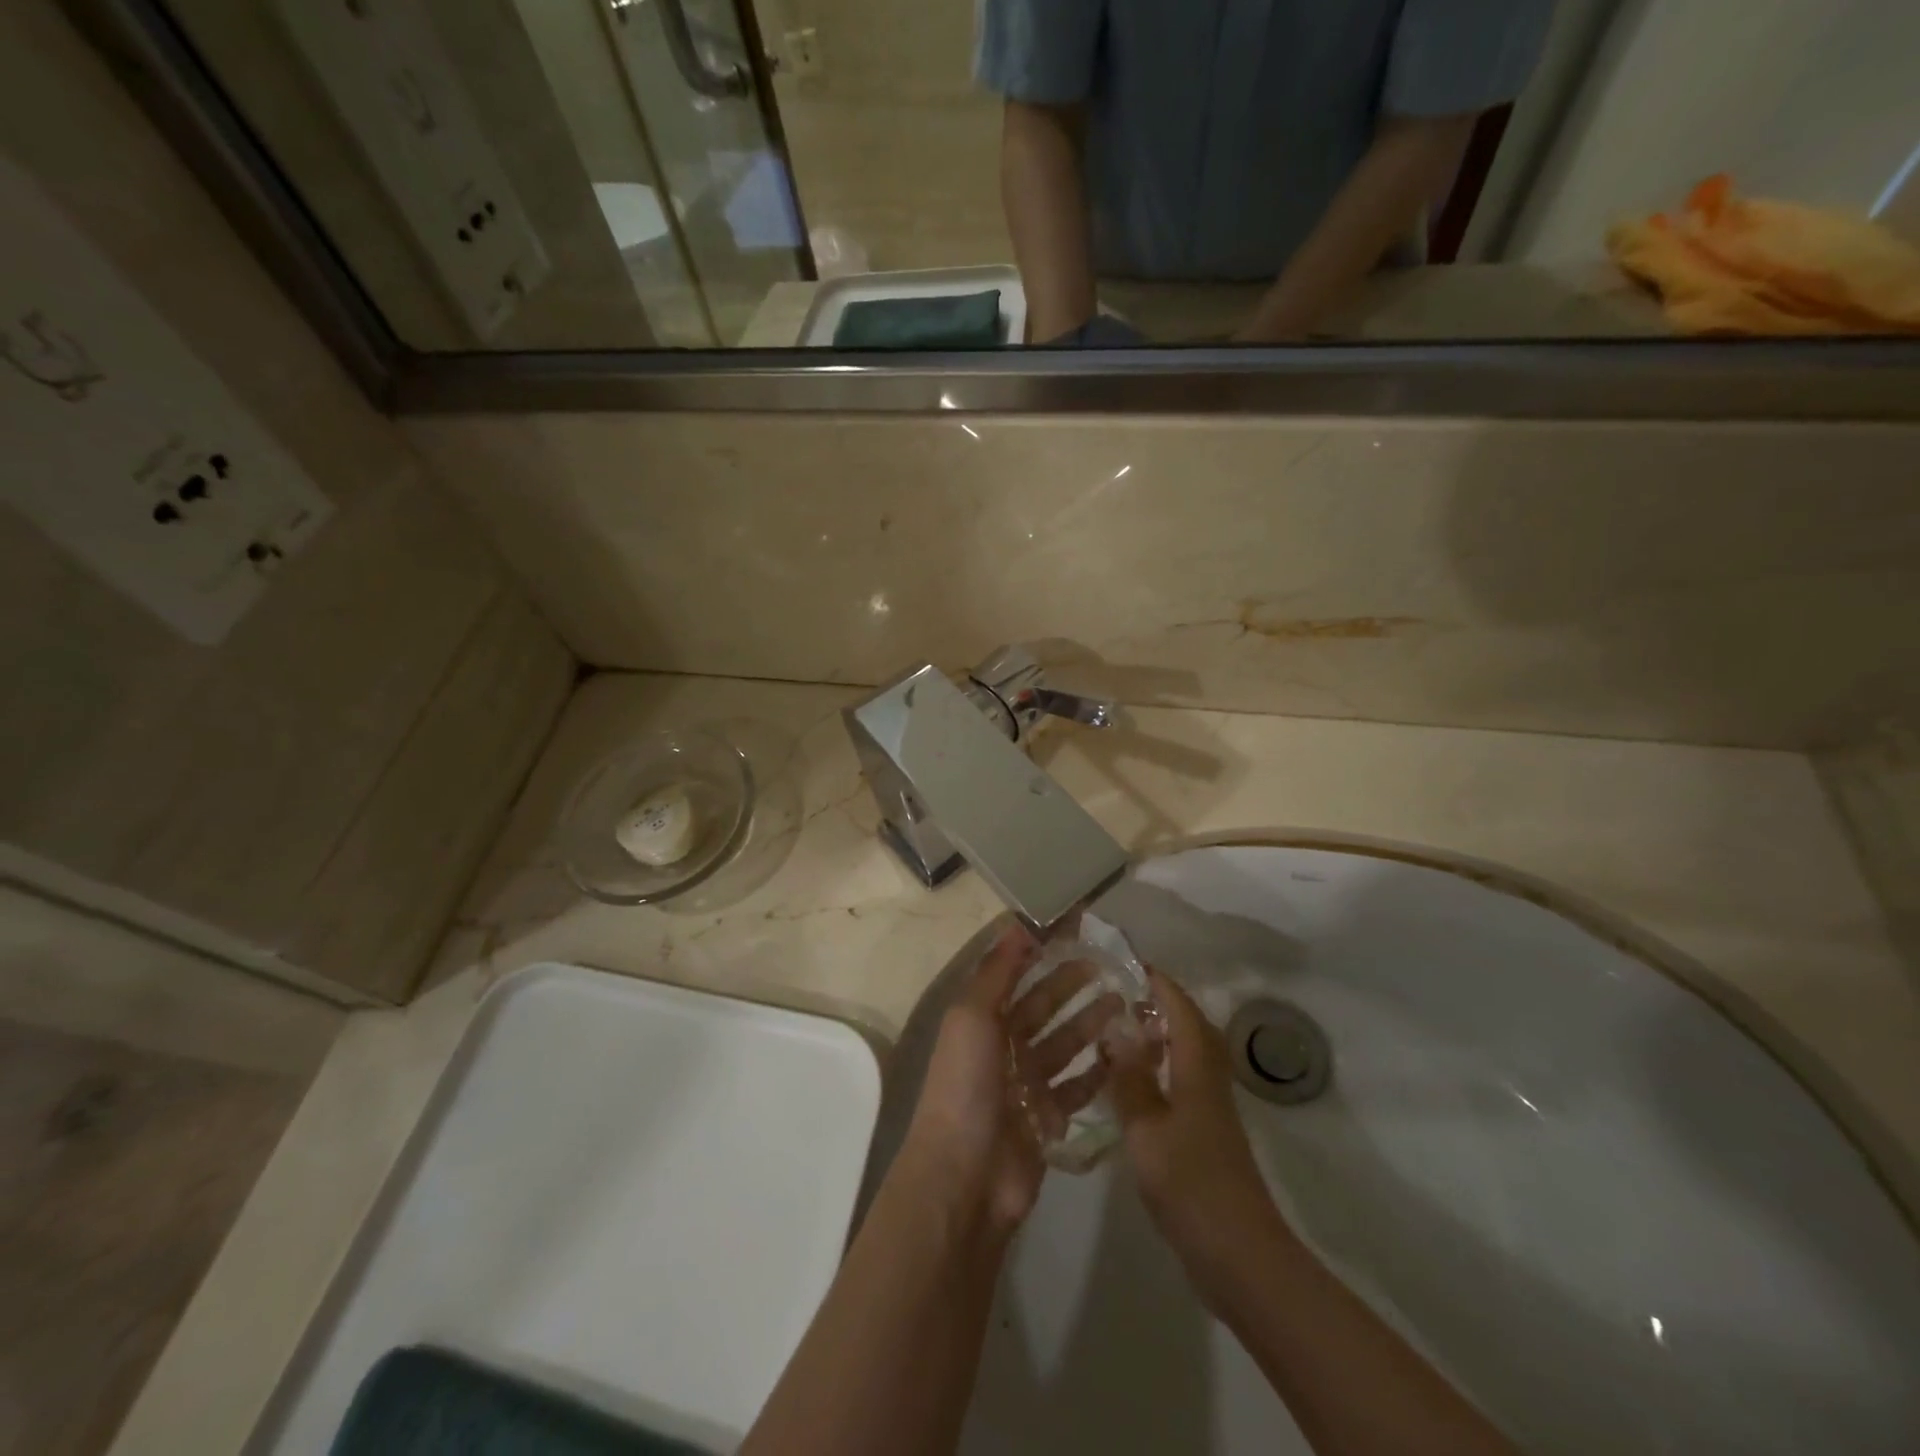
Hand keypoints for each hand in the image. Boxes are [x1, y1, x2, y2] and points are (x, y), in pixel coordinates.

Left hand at [898, 924, 1122, 1238]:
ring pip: (1064, 1043)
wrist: (966, 1177)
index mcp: (981, 1018)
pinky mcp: (1049, 1117)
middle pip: (1043, 1005)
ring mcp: (1027, 1083)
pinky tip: (1124, 1052)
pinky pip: (1078, 1087)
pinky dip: (1099, 1070)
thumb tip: (1019, 923)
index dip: (1040, 949)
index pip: (1014, 972)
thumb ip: (997, 971)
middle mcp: (1003, 1046)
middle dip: (1071, 983)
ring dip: (1090, 1022)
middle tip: (1110, 965)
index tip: (1076, 929)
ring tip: (1125, 1001)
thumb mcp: (972, 1016)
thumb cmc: (966, 1085)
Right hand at [1106, 970, 1288, 1305]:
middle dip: (1158, 1003)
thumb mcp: (1147, 1128)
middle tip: (1116, 992)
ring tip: (1117, 1029)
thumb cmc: (1191, 1184)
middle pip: (1189, 1027)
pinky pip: (1179, 1083)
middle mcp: (1207, 1081)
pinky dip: (1156, 1069)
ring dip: (1157, 1035)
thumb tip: (1115, 1029)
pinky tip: (1128, 1084)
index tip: (1126, 960)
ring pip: (1185, 1055)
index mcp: (1197, 1069)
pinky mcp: (1204, 1136)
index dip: (1157, 981)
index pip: (1180, 1008)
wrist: (1240, 1256)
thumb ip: (1130, 1078)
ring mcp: (1208, 1110)